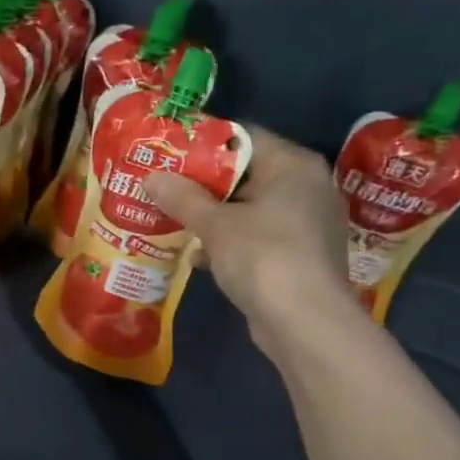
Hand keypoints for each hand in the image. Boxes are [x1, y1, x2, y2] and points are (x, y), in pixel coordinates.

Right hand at [146, 129, 356, 346]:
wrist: (305, 321)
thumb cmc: (263, 257)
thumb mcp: (215, 225)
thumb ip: (182, 198)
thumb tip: (152, 177)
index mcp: (293, 165)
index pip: (244, 138)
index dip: (204, 144)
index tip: (170, 154)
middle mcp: (307, 186)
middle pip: (247, 174)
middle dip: (204, 185)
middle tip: (165, 188)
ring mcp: (307, 223)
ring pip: (250, 209)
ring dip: (214, 217)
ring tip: (174, 221)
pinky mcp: (300, 255)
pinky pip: (258, 237)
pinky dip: (229, 243)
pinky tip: (199, 257)